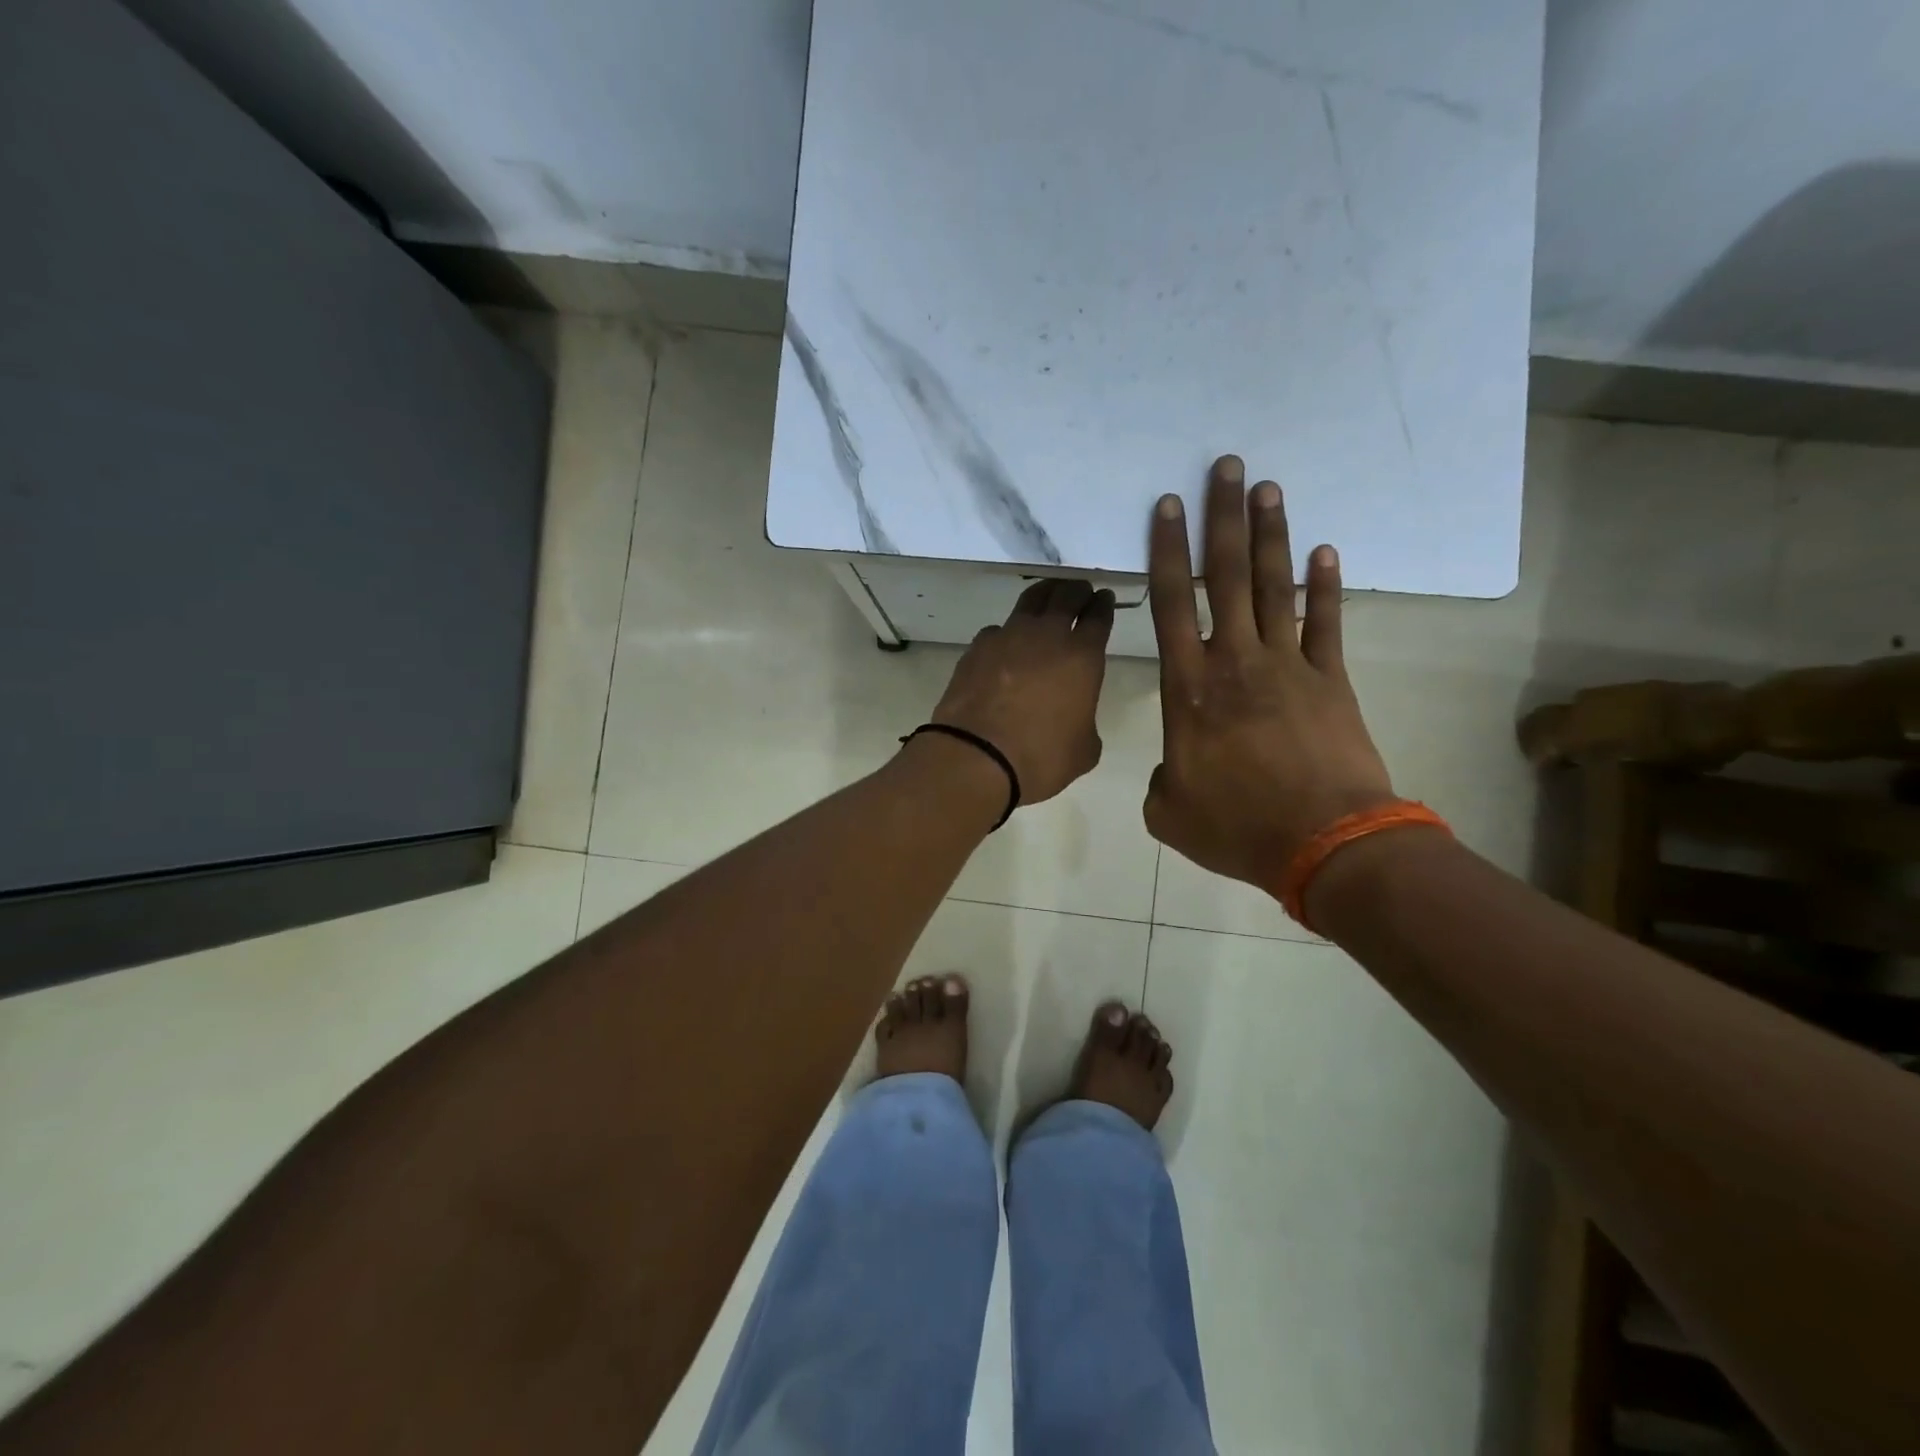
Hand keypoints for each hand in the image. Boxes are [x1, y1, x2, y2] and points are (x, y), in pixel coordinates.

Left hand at [930, 579, 1114, 804]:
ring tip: (1049, 596)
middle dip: (1078, 591)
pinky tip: (1007, 642)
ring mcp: (1008, 636)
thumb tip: (1075, 718)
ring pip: (1030, 600)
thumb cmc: (1040, 757)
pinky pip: (998, 629)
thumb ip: (1086, 724)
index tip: (1105, 599)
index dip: (1104, 605)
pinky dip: (1008, 631)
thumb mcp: (1084, 750)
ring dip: (1045, 594)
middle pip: (1067, 596)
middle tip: (1081, 592)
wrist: (976, 756)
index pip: (1098, 617)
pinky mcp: (977, 647)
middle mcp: (1047, 635)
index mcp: (1083, 656)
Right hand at [1144, 455, 1394, 886]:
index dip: (1167, 552)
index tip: (1168, 506)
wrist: (1325, 845)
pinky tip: (1325, 551)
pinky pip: (1327, 623)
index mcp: (1189, 690)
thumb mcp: (1169, 812)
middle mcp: (1236, 663)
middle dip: (1223, 519)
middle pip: (1226, 577)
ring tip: (1268, 488)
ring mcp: (1290, 667)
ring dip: (1271, 535)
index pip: (1171, 605)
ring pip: (1275, 587)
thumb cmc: (1237, 828)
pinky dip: (1326, 586)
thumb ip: (1160, 779)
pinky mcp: (1332, 681)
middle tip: (1226, 467)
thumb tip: (1174, 767)